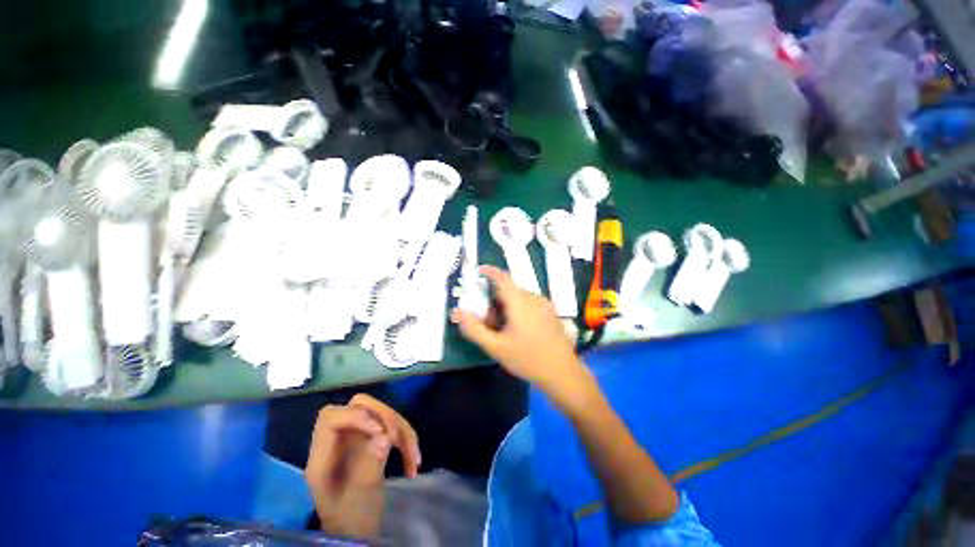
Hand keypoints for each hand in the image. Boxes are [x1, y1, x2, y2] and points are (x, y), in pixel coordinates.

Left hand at [304, 394, 420, 537]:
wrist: (357, 531)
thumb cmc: (352, 522)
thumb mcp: (358, 499)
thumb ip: (369, 466)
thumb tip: (385, 438)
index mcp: (323, 457)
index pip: (331, 418)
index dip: (356, 417)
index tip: (380, 432)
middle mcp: (339, 440)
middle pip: (359, 405)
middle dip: (384, 416)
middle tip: (397, 438)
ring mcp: (356, 438)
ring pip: (382, 414)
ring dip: (402, 431)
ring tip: (414, 459)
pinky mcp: (372, 441)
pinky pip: (392, 427)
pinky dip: (406, 440)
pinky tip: (414, 461)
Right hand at [451, 266, 593, 400]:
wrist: (563, 373)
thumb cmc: (527, 359)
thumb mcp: (495, 347)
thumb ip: (474, 328)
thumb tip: (458, 311)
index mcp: (520, 301)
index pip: (502, 277)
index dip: (489, 271)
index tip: (477, 272)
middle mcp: (533, 298)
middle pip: (509, 290)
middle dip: (494, 300)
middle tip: (487, 320)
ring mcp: (544, 305)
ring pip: (519, 298)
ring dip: (506, 307)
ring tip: (501, 330)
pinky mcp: (550, 313)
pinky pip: (529, 304)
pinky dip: (517, 310)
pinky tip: (517, 331)